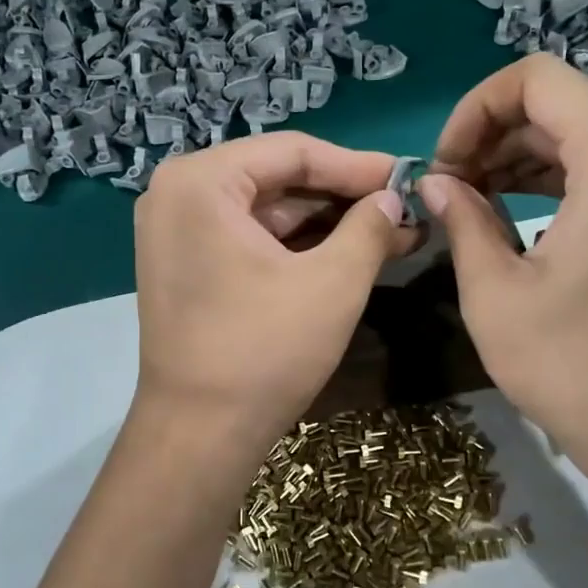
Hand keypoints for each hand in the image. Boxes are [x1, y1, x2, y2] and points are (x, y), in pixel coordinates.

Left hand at [130, 133, 416, 457]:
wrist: (199, 436)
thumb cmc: (264, 351)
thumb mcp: (333, 283)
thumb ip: (370, 227)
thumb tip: (394, 198)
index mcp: (200, 181)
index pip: (293, 152)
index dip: (358, 165)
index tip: (410, 177)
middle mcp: (178, 194)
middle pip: (277, 178)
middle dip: (344, 197)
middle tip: (404, 209)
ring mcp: (176, 233)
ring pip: (266, 212)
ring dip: (327, 224)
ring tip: (392, 233)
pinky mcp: (187, 267)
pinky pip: (249, 239)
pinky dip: (297, 247)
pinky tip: (349, 253)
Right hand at [419, 55, 587, 497]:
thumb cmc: (572, 365)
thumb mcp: (494, 291)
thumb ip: (461, 218)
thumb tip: (435, 182)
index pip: (537, 80)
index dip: (475, 109)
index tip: (445, 164)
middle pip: (559, 106)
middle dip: (492, 137)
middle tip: (447, 190)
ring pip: (579, 135)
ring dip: (518, 158)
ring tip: (468, 202)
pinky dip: (553, 179)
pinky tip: (510, 213)